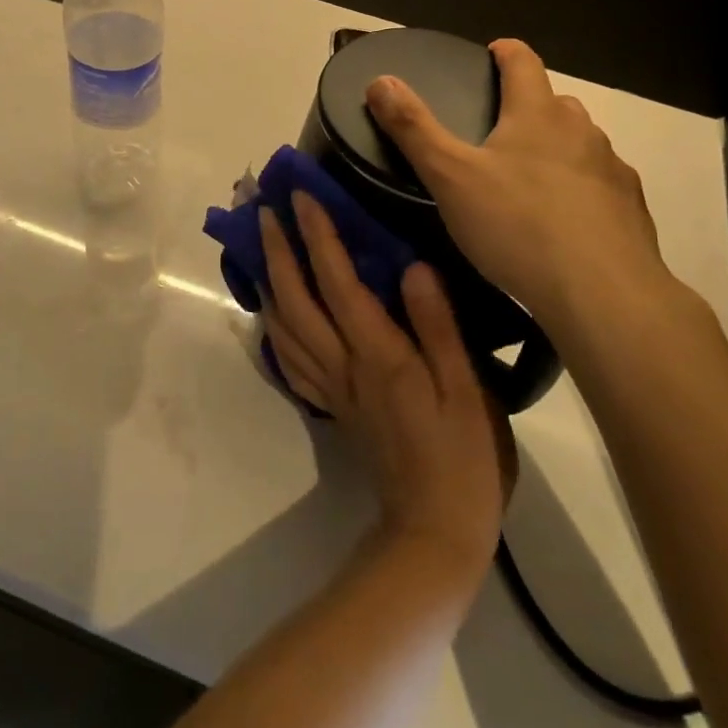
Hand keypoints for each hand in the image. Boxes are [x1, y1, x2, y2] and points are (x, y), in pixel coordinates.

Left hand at [260, 192, 515, 575]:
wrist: (436, 530)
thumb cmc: (464, 456)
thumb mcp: (467, 389)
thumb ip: (438, 327)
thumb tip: (412, 267)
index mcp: (378, 354)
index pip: (338, 282)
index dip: (318, 236)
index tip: (301, 197)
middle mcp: (344, 365)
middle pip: (296, 300)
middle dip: (277, 252)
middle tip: (263, 212)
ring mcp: (333, 388)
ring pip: (284, 328)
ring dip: (268, 284)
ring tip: (259, 252)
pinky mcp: (333, 408)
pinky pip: (291, 361)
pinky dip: (274, 329)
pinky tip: (273, 316)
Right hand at [365, 38, 686, 338]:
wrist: (602, 294)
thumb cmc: (517, 226)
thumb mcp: (449, 177)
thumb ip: (413, 128)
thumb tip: (380, 81)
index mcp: (537, 114)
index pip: (524, 62)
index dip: (506, 52)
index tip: (493, 53)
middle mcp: (581, 131)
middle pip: (554, 103)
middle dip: (529, 107)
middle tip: (500, 131)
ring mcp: (612, 170)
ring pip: (581, 144)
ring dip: (558, 148)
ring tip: (530, 180)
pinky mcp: (631, 210)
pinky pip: (601, 185)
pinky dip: (582, 189)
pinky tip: (567, 221)